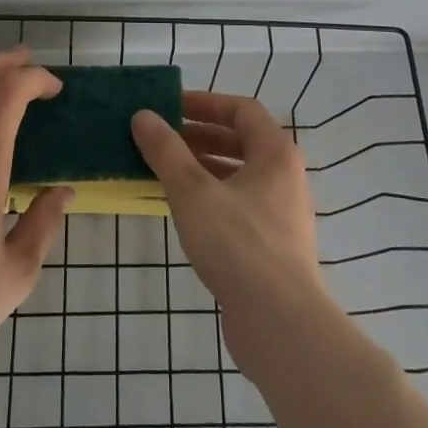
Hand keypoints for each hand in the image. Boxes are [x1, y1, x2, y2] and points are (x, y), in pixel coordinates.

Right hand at [131, 91, 335, 367]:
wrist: (280, 324)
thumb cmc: (238, 245)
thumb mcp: (193, 192)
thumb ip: (166, 151)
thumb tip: (142, 115)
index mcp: (276, 153)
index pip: (242, 110)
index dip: (205, 102)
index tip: (170, 106)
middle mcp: (284, 176)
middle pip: (240, 141)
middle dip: (199, 135)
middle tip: (160, 137)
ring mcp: (280, 212)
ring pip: (237, 175)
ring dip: (201, 167)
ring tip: (163, 169)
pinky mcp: (271, 244)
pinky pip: (237, 204)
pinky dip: (210, 196)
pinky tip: (181, 209)